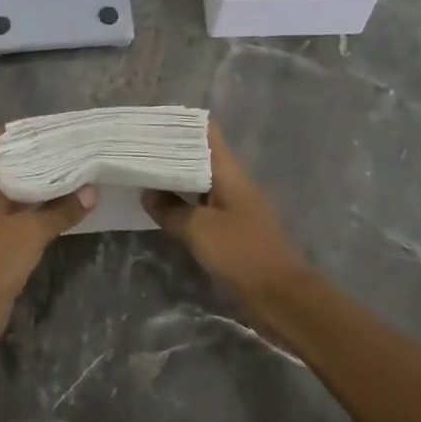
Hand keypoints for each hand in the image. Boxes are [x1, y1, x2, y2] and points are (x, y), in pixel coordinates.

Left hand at [0, 138, 95, 342]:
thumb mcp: (32, 233)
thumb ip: (62, 210)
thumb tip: (92, 191)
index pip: (3, 142)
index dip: (30, 133)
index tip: (59, 128)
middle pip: (10, 164)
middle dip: (40, 157)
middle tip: (74, 148)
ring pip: (14, 188)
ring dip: (39, 183)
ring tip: (74, 170)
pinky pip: (14, 209)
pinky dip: (34, 204)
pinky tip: (61, 203)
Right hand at [144, 122, 308, 308]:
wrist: (282, 297)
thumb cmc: (241, 254)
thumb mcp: (199, 230)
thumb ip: (171, 209)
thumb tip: (147, 192)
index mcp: (229, 172)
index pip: (206, 133)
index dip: (180, 125)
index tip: (152, 123)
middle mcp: (233, 182)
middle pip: (201, 156)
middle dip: (171, 153)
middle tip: (138, 150)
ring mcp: (236, 205)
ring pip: (201, 181)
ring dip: (177, 179)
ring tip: (144, 174)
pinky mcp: (235, 228)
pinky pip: (205, 205)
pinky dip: (185, 202)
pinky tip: (164, 208)